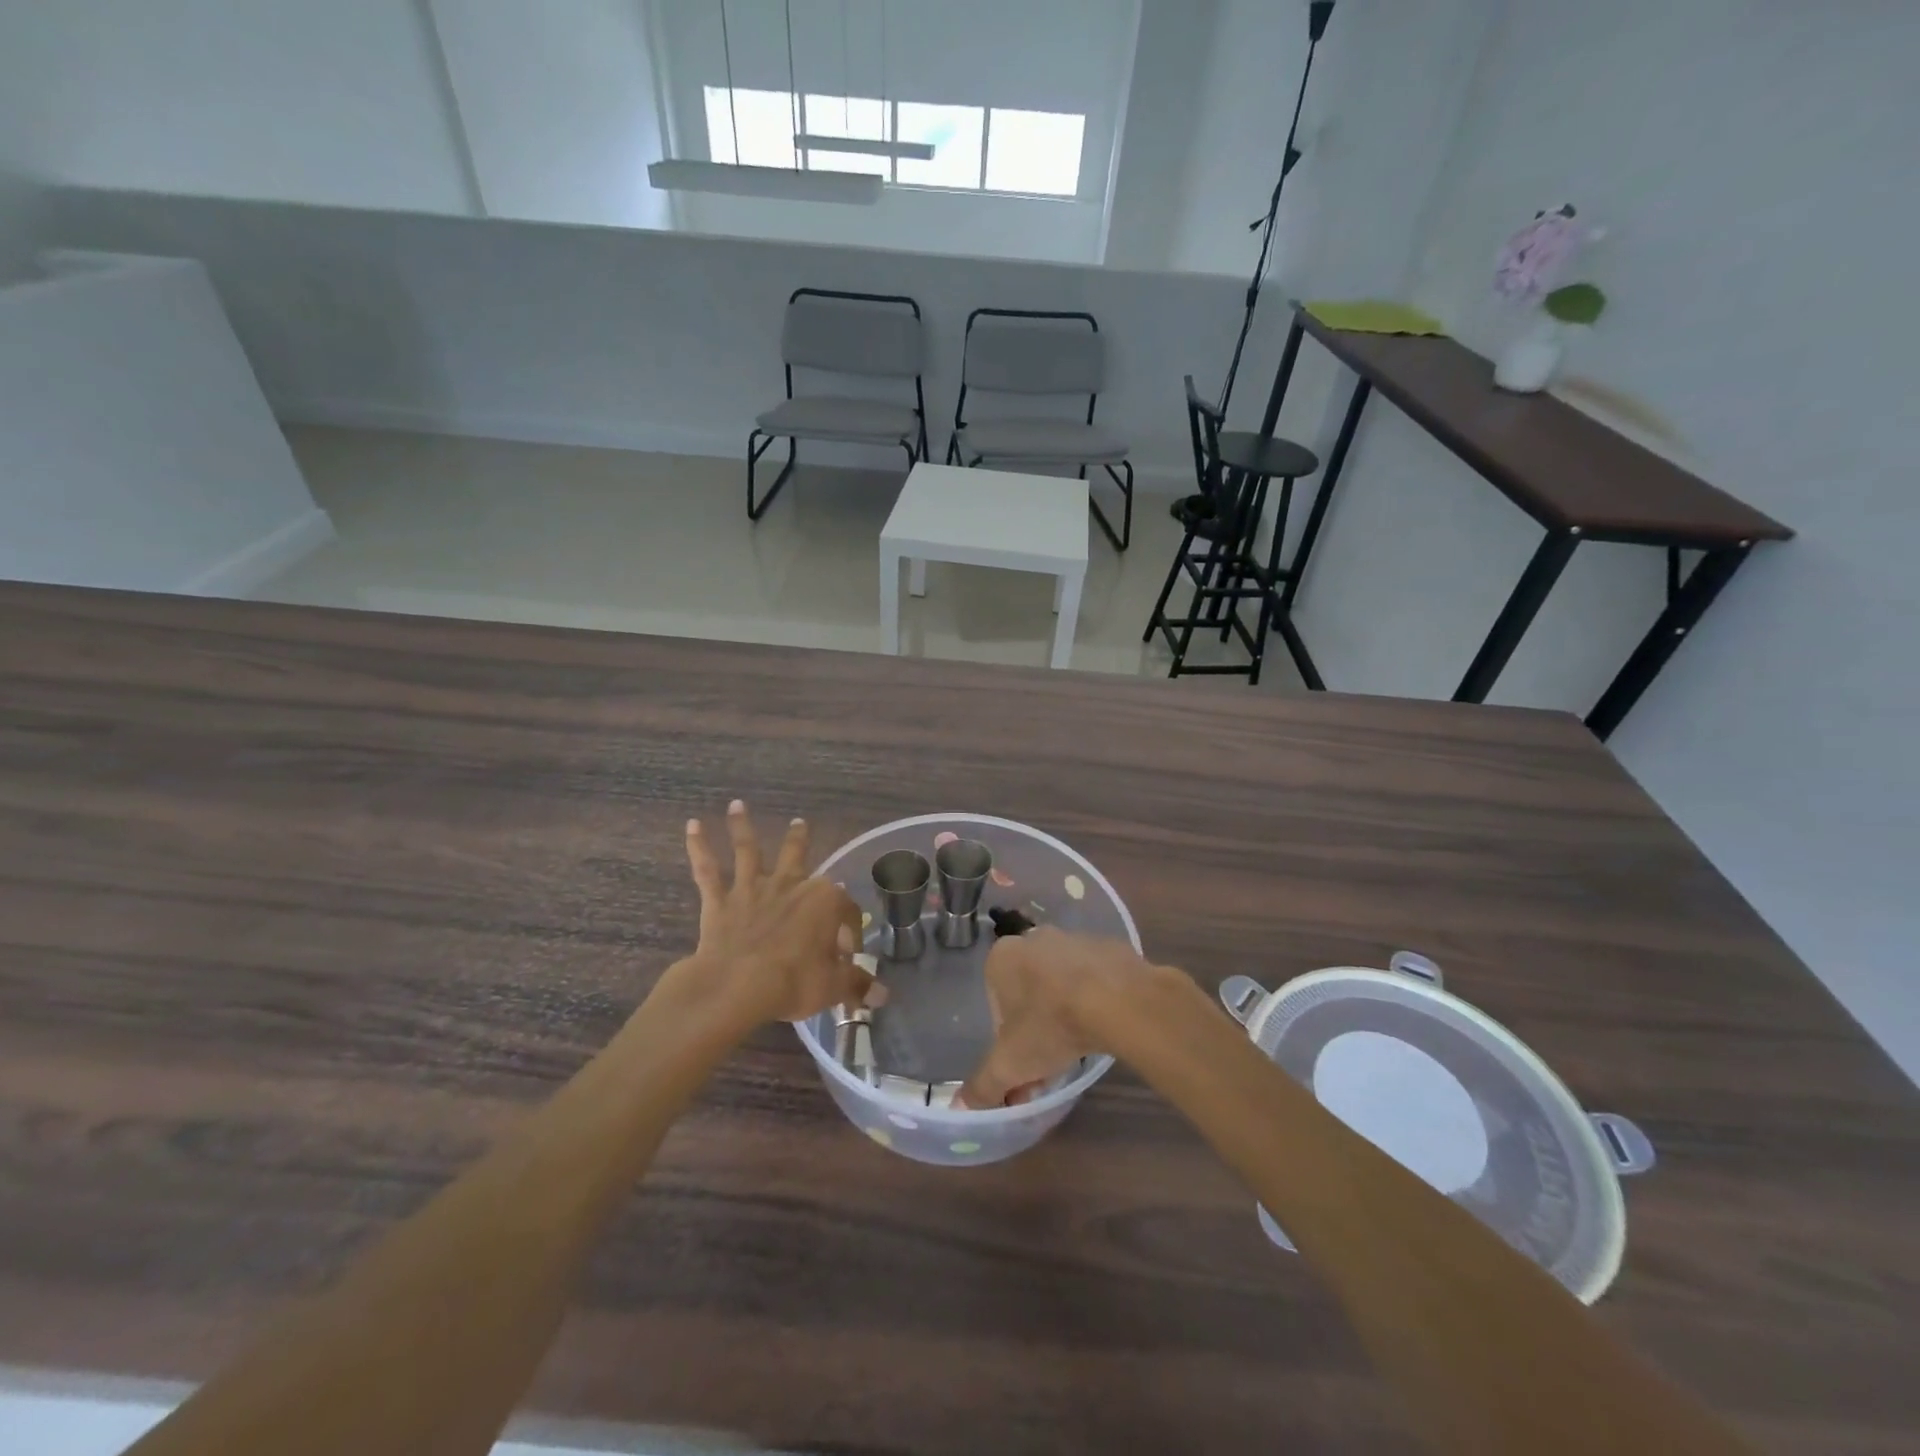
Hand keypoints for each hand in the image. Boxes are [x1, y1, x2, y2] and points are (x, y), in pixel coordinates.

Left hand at [679, 801, 873, 1027]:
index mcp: (824, 901)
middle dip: (800, 839)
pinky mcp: (720, 901)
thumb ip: (857, 985)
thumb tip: (883, 996)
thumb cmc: (793, 982)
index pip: (845, 909)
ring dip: (743, 827)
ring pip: (749, 851)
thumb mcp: (833, 987)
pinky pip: (707, 870)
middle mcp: (790, 884)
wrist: (737, 987)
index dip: (850, 930)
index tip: (848, 954)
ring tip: (736, 805)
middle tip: (800, 822)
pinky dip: (699, 847)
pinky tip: (692, 826)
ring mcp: (752, 889)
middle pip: (797, 855)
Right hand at [957, 928, 1166, 1108]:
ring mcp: (1073, 938)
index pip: (995, 1001)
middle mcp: (1034, 938)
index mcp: (1002, 957)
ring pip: (1061, 982)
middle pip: (1028, 990)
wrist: (1118, 999)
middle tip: (1051, 1060)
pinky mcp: (1107, 946)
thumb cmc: (1051, 1024)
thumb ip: (982, 1086)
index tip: (1023, 1063)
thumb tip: (960, 1108)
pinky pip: (1093, 977)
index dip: (1007, 1037)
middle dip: (1036, 1024)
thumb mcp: (1010, 1065)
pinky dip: (1094, 997)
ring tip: (1080, 1045)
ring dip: (1065, 1010)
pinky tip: (1104, 1024)